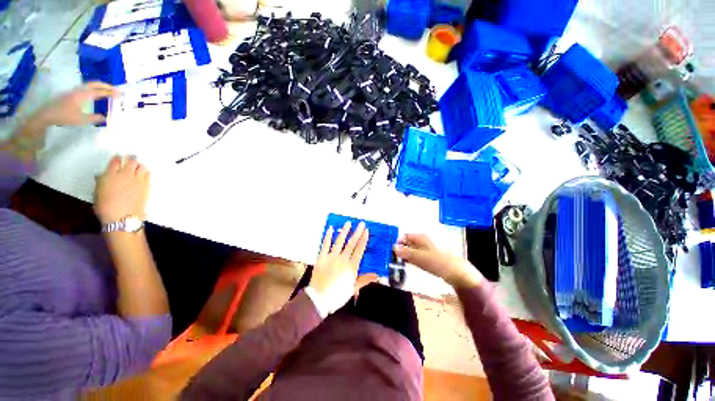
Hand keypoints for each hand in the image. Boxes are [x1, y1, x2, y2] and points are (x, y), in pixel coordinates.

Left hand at [34, 82, 118, 126]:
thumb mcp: (81, 120)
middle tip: (115, 89)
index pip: (100, 92)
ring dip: (99, 86)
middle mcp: (79, 90)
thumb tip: (105, 117)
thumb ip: (94, 118)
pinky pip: (85, 88)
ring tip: (107, 90)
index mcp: (83, 95)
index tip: (120, 94)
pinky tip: (94, 93)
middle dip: (106, 86)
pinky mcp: (70, 94)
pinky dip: (93, 89)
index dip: (111, 92)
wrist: (46, 115)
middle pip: (94, 84)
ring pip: (89, 85)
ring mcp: (74, 91)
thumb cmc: (64, 116)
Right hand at [94, 156, 150, 224]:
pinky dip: (146, 172)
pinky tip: (144, 173)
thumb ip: (101, 181)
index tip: (118, 158)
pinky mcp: (146, 185)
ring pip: (141, 166)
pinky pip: (148, 174)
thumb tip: (102, 176)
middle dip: (131, 159)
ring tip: (138, 167)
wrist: (122, 217)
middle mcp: (124, 174)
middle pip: (130, 161)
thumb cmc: (105, 208)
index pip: (115, 160)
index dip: (117, 159)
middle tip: (131, 159)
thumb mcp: (97, 192)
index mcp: (109, 174)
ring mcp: (137, 179)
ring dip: (139, 165)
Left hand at [309, 221, 378, 314]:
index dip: (363, 240)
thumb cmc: (338, 295)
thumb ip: (365, 280)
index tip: (366, 231)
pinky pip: (325, 244)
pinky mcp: (321, 257)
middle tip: (361, 224)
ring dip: (344, 231)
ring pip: (339, 241)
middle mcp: (342, 259)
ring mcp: (331, 257)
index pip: (359, 250)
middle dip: (357, 232)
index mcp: (351, 267)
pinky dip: (328, 236)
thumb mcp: (353, 288)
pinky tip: (331, 229)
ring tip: (348, 223)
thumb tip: (377, 276)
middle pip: (351, 243)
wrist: (319, 299)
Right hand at [394, 234, 482, 288]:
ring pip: (411, 251)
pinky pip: (415, 257)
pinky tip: (406, 265)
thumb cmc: (437, 261)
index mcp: (420, 237)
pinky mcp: (428, 258)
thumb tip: (393, 247)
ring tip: (397, 263)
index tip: (391, 251)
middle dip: (400, 249)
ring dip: (404, 256)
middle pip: (407, 243)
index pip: (404, 236)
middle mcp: (422, 242)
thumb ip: (405, 252)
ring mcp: (425, 250)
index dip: (397, 242)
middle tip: (392, 259)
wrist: (456, 272)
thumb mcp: (419, 257)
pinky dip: (410, 260)